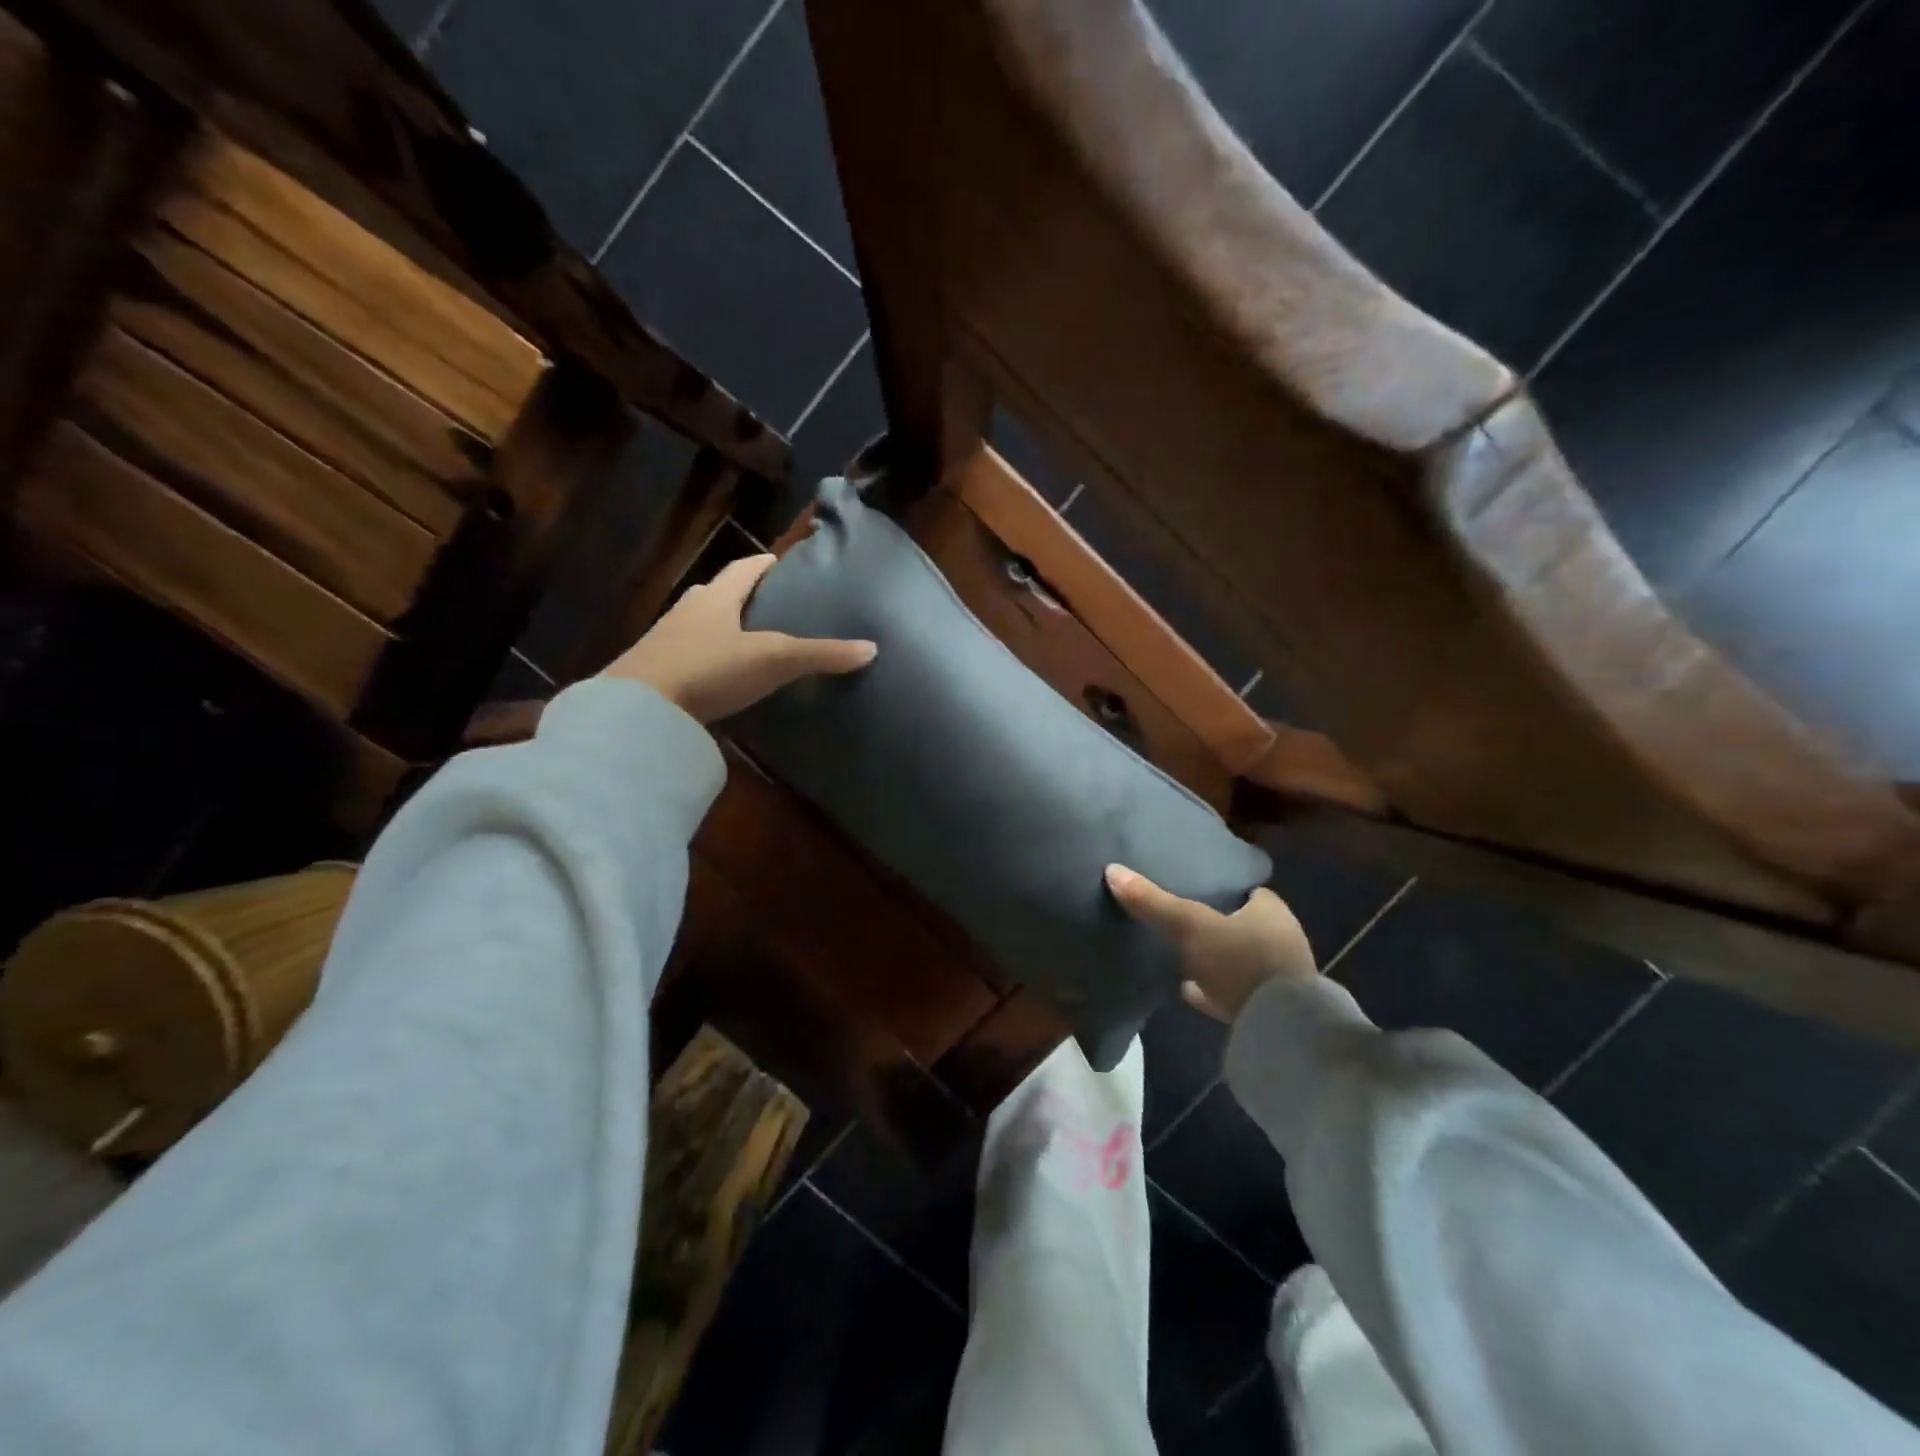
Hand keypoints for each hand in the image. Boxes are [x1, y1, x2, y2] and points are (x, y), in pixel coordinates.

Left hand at [603, 554, 875, 723]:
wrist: (639, 710)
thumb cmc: (708, 670)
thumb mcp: (773, 660)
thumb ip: (821, 655)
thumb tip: (871, 649)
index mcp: (716, 597)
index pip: (745, 568)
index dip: (765, 564)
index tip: (781, 562)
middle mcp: (688, 610)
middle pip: (719, 593)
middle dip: (743, 595)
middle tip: (771, 605)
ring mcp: (666, 641)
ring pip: (700, 624)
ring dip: (722, 627)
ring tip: (750, 642)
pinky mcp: (655, 672)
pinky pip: (689, 655)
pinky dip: (708, 658)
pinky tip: (721, 676)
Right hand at [1105, 865, 1315, 1021]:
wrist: (1280, 1032)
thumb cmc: (1242, 963)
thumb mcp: (1192, 927)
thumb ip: (1154, 902)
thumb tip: (1112, 870)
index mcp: (1271, 912)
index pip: (1246, 891)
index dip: (1221, 888)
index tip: (1191, 886)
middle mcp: (1280, 940)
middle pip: (1240, 924)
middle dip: (1214, 923)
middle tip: (1179, 919)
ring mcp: (1276, 978)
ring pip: (1237, 959)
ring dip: (1213, 958)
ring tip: (1177, 953)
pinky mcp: (1267, 1009)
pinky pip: (1233, 992)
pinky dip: (1212, 988)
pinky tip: (1187, 989)